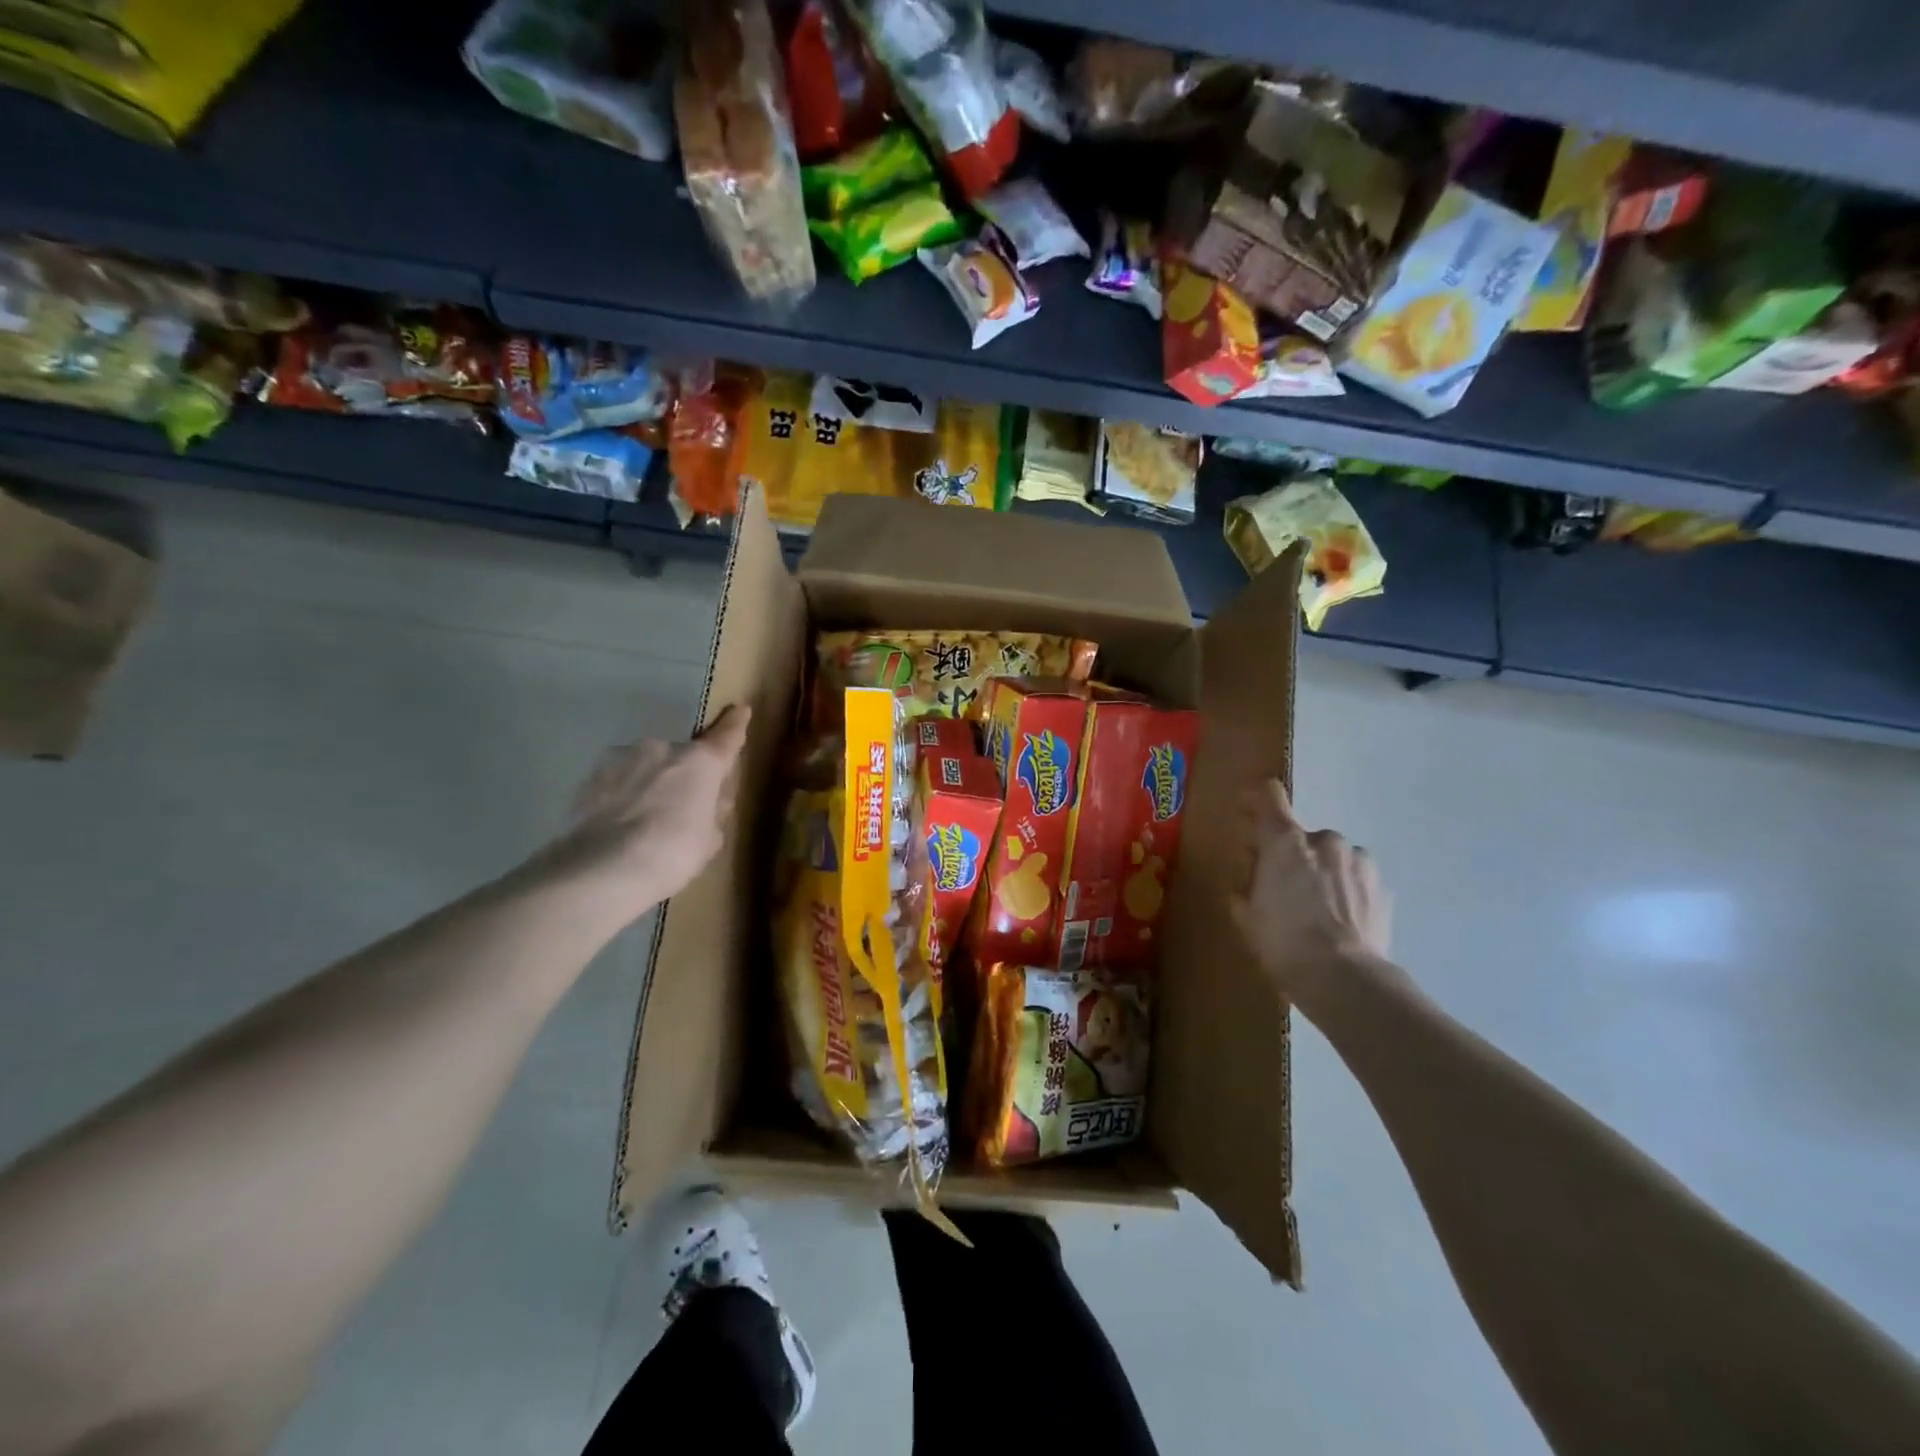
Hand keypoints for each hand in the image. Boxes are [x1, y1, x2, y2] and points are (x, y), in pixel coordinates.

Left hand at [535, 705, 751, 920]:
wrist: (602, 869)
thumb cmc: (673, 852)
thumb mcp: (710, 839)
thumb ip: (713, 811)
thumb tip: (710, 800)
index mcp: (701, 762)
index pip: (726, 737)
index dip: (735, 725)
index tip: (741, 711)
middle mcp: (663, 749)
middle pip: (682, 757)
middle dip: (684, 776)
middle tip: (681, 809)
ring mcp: (622, 758)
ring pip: (646, 767)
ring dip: (650, 784)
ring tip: (644, 823)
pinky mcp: (589, 777)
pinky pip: (617, 783)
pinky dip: (622, 796)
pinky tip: (619, 826)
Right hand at [1233, 780, 1390, 1002]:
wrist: (1345, 979)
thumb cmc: (1283, 943)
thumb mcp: (1245, 916)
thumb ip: (1245, 886)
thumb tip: (1251, 878)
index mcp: (1284, 841)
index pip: (1269, 796)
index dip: (1255, 801)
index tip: (1247, 816)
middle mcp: (1324, 839)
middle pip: (1300, 835)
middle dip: (1290, 855)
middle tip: (1282, 888)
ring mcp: (1358, 860)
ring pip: (1332, 856)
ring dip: (1322, 872)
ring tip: (1318, 910)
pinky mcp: (1382, 885)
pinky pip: (1355, 877)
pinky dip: (1346, 890)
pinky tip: (1341, 921)